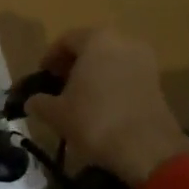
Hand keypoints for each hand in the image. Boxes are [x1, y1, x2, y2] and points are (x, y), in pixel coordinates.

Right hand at [24, 27, 188, 188]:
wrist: (148, 149)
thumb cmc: (96, 121)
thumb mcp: (56, 114)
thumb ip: (39, 102)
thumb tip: (32, 101)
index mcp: (96, 39)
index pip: (66, 40)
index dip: (50, 58)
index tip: (42, 76)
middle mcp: (122, 40)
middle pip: (90, 47)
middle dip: (73, 64)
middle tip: (59, 85)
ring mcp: (144, 59)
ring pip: (110, 60)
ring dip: (94, 74)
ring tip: (81, 98)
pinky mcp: (157, 80)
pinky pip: (126, 74)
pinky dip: (112, 83)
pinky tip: (102, 106)